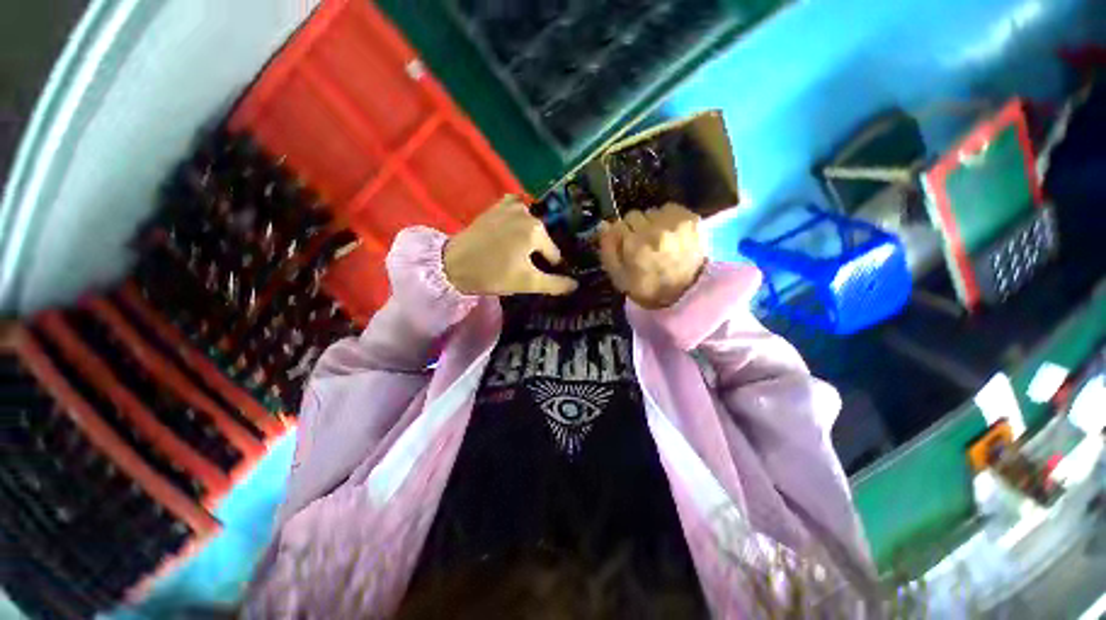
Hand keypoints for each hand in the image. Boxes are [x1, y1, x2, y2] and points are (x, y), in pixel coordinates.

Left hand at [444, 196, 577, 295]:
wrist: (454, 264)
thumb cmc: (493, 274)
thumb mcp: (527, 283)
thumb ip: (555, 284)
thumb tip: (575, 285)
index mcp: (537, 230)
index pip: (554, 254)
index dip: (547, 268)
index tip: (534, 275)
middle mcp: (527, 212)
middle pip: (542, 239)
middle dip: (536, 252)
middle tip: (521, 265)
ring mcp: (510, 205)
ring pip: (531, 226)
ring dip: (527, 237)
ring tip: (515, 252)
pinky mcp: (496, 206)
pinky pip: (516, 210)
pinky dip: (518, 219)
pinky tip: (511, 231)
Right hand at [599, 204, 705, 308]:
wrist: (685, 293)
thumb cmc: (647, 288)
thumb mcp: (619, 277)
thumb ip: (608, 250)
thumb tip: (604, 224)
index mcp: (635, 246)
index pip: (618, 225)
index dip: (620, 236)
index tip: (625, 246)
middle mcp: (655, 230)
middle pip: (634, 215)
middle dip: (634, 228)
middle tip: (642, 244)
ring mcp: (675, 223)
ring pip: (652, 211)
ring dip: (651, 223)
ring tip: (658, 239)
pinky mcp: (691, 219)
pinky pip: (671, 208)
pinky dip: (668, 218)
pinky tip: (670, 233)